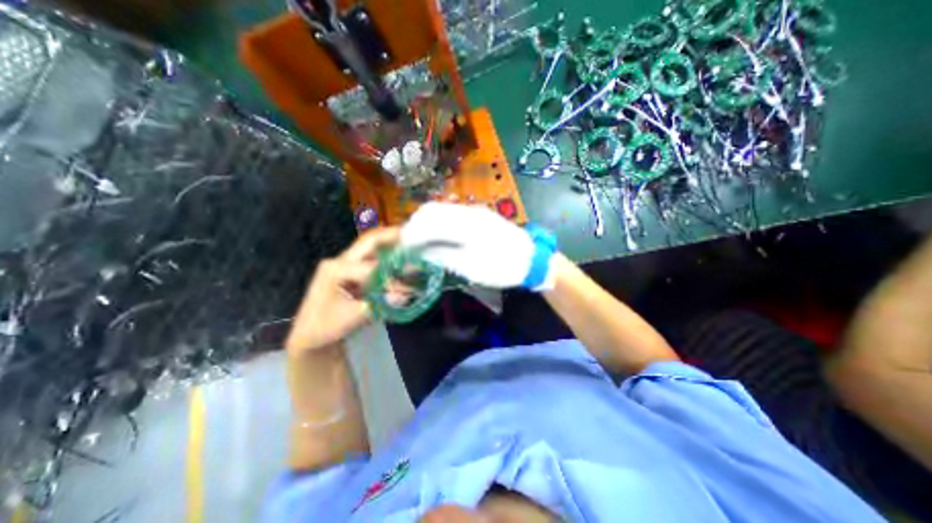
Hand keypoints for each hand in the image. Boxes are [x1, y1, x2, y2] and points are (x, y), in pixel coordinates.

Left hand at [285, 228, 399, 354]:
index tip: (411, 285)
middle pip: (367, 243)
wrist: (310, 336)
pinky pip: (368, 258)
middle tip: (409, 233)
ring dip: (387, 244)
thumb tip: (403, 297)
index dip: (392, 277)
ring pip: (368, 248)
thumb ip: (378, 305)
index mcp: (335, 271)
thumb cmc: (326, 328)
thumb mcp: (353, 318)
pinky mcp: (347, 272)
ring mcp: (341, 265)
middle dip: (389, 236)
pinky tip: (396, 256)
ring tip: (406, 239)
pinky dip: (384, 255)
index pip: (371, 269)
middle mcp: (338, 262)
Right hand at [401, 202, 552, 289]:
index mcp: (465, 224)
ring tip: (419, 243)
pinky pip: (451, 214)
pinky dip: (438, 224)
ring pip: (440, 210)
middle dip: (415, 226)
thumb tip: (420, 252)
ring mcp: (474, 211)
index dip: (411, 234)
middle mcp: (467, 211)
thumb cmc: (503, 267)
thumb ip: (444, 256)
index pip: (427, 221)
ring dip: (425, 224)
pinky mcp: (478, 215)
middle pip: (431, 210)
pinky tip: (437, 237)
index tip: (402, 249)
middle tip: (408, 246)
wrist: (532, 259)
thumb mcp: (472, 268)